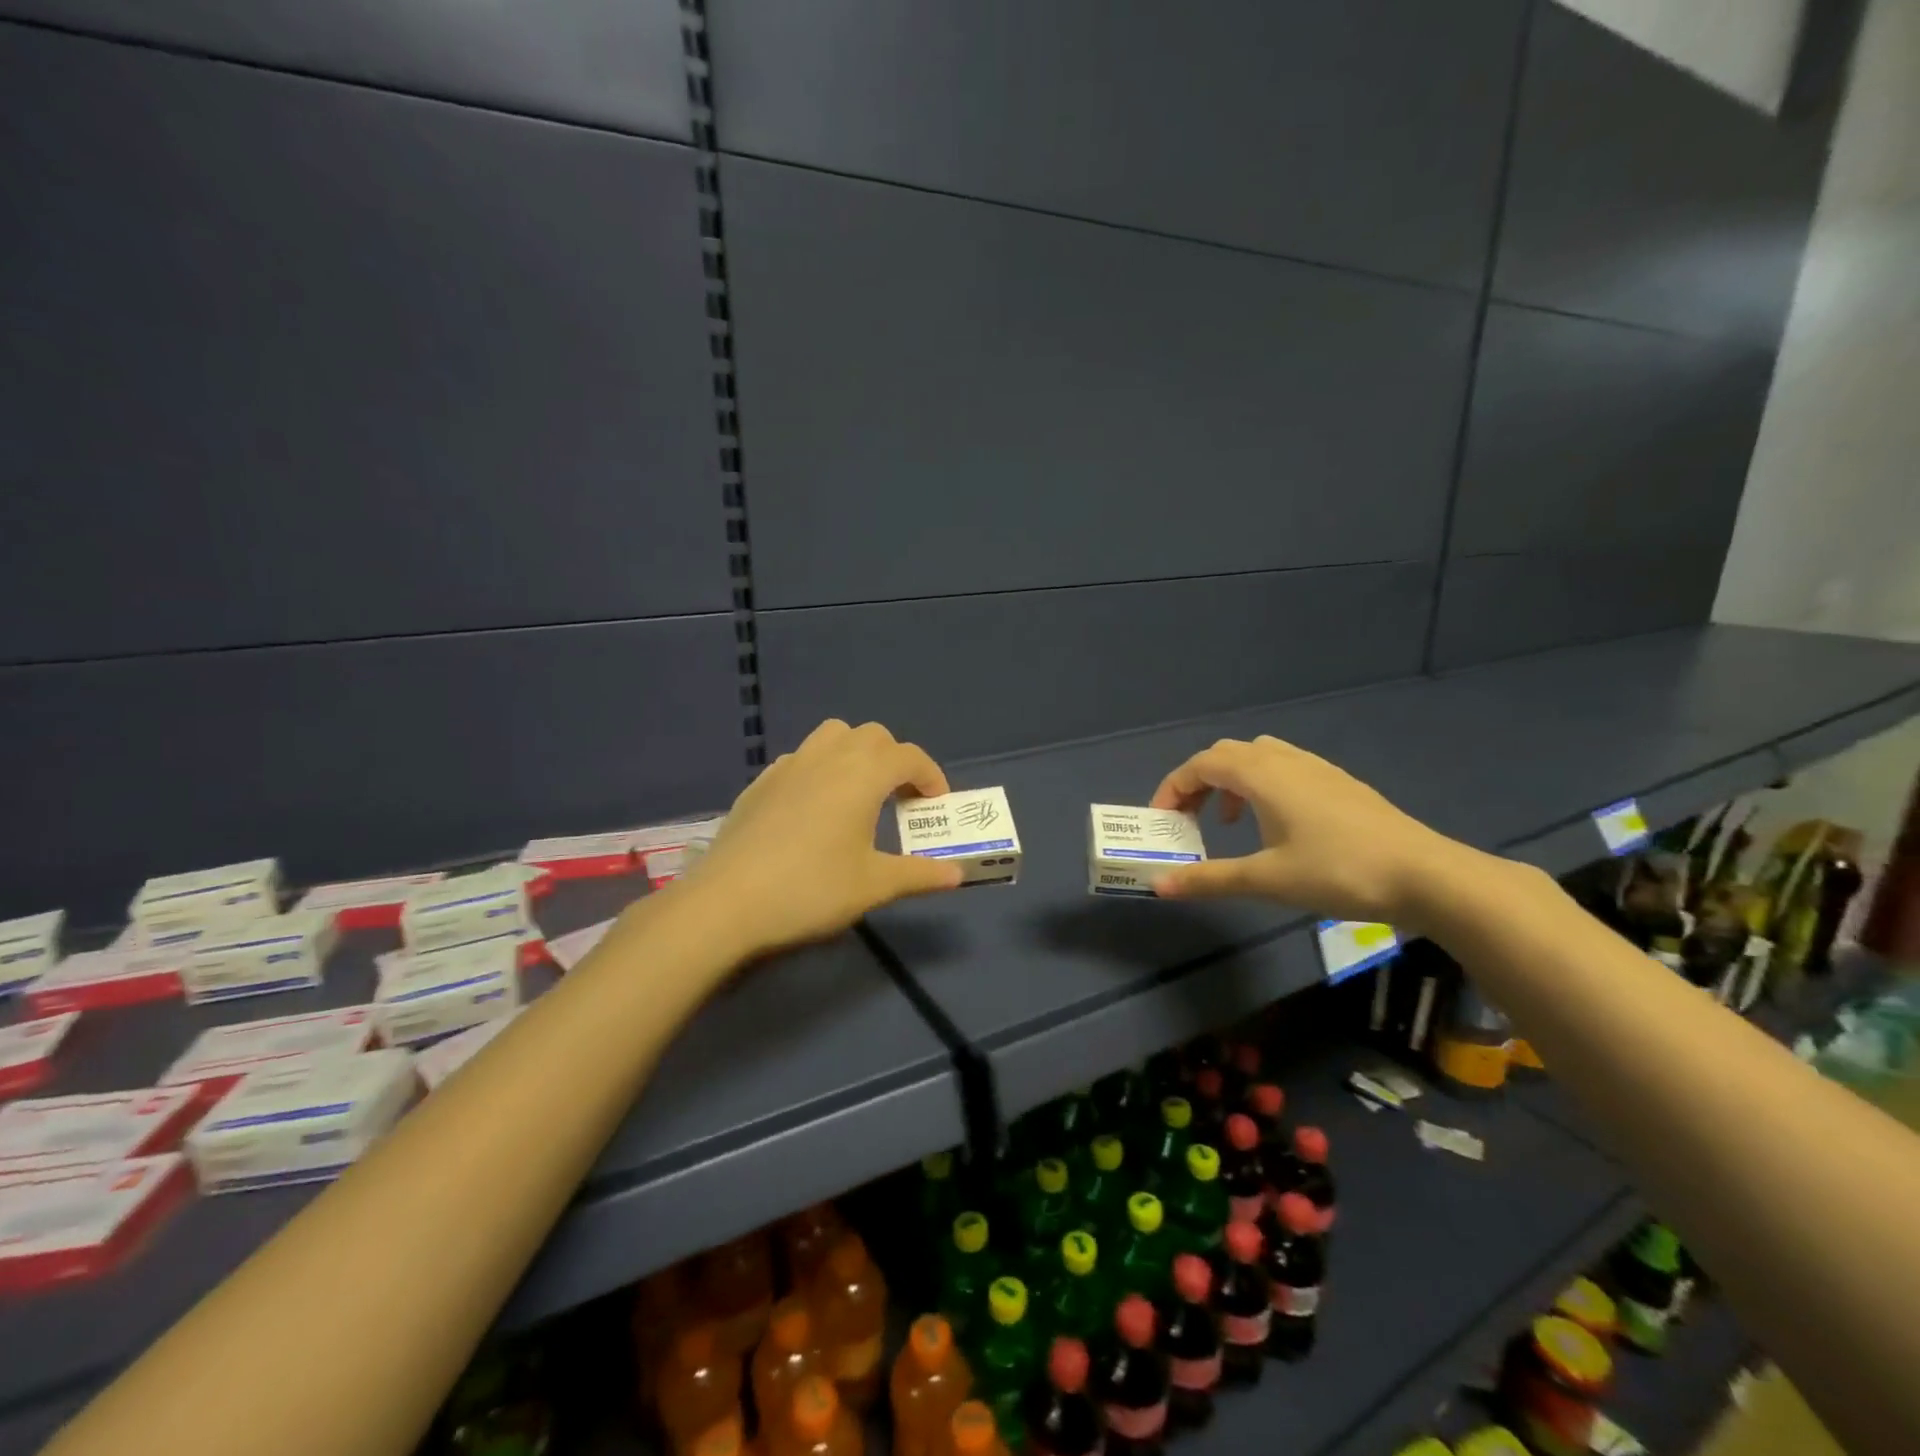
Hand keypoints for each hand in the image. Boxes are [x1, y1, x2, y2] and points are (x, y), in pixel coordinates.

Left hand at [678, 719, 964, 956]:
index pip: (909, 756)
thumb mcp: (873, 885)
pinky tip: (815, 807)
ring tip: (860, 793)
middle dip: (895, 759)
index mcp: (862, 774)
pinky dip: (821, 768)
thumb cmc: (811, 888)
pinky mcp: (761, 782)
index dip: (931, 775)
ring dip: (856, 753)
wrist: (727, 902)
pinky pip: (802, 757)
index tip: (936, 805)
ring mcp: (789, 765)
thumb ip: (919, 874)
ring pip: (833, 735)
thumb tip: (956, 874)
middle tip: (901, 798)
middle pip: (873, 736)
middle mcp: (828, 757)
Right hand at [1148, 735, 1462, 924]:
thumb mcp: (1266, 879)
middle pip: (1225, 755)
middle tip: (1188, 819)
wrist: (1425, 875)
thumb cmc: (1337, 871)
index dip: (1173, 788)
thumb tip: (1159, 885)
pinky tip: (1276, 824)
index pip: (1201, 764)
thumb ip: (1209, 879)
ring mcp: (1317, 768)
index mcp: (1262, 775)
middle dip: (1198, 783)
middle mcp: (1285, 760)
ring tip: (1229, 822)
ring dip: (1231, 782)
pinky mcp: (1339, 783)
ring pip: (1257, 757)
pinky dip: (1261, 785)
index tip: (1162, 820)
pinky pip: (1284, 768)